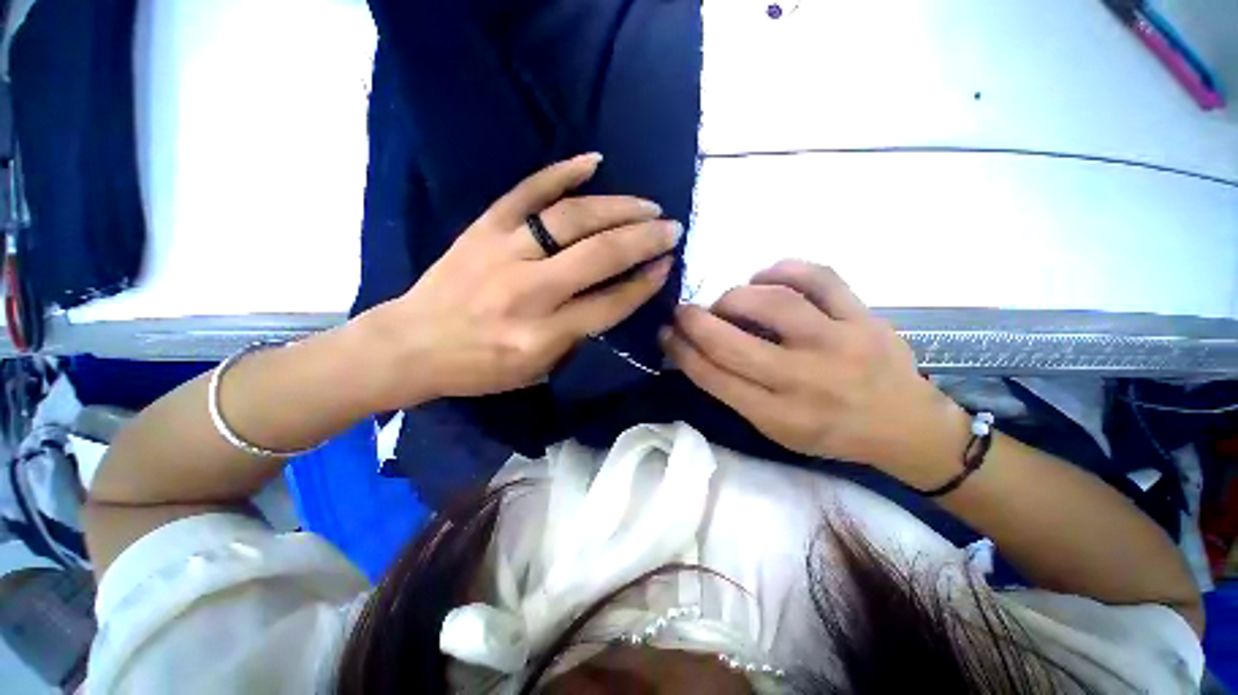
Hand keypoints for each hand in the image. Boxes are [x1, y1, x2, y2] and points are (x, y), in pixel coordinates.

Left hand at [359, 154, 678, 409]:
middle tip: (672, 229)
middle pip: (599, 255)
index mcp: (542, 336)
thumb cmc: (477, 368)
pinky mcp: (483, 228)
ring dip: (617, 208)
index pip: (610, 303)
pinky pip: (526, 192)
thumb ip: (576, 338)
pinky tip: (593, 162)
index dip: (644, 284)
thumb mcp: (536, 371)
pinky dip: (561, 173)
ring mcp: (504, 252)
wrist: (410, 345)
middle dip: (644, 240)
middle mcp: (529, 291)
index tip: (666, 266)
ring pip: (572, 219)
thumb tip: (612, 299)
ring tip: (647, 206)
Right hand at [661, 260, 969, 485]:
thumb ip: (735, 390)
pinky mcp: (863, 316)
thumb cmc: (830, 432)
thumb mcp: (776, 429)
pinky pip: (818, 277)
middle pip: (732, 343)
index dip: (680, 350)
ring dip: (734, 297)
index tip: (664, 332)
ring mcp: (839, 343)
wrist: (906, 425)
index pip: (713, 377)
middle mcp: (806, 380)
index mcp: (780, 416)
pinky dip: (781, 270)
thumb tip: (696, 349)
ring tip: (728, 302)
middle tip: (681, 311)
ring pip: (771, 303)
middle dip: (693, 321)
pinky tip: (766, 279)